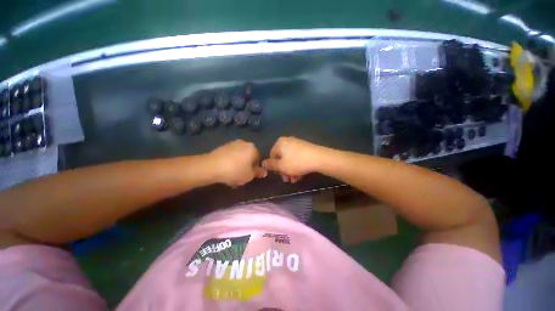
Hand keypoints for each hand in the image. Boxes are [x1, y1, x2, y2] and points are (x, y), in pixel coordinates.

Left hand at [208, 140, 266, 186]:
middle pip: (249, 156)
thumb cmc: (235, 171)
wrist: (211, 166)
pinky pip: (231, 154)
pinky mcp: (223, 146)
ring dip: (238, 163)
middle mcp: (244, 143)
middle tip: (241, 175)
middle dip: (246, 165)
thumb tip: (264, 172)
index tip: (249, 175)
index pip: (258, 159)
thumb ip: (258, 173)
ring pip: (239, 155)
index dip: (254, 168)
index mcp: (253, 148)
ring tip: (232, 173)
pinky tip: (225, 169)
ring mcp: (233, 143)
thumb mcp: (249, 175)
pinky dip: (230, 161)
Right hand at [262, 137, 325, 182]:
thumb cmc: (297, 162)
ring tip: (295, 179)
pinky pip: (297, 157)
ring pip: (290, 159)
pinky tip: (301, 174)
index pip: (272, 156)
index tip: (280, 175)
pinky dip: (297, 166)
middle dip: (284, 171)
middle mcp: (288, 141)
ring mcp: (297, 143)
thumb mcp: (281, 166)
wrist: (319, 158)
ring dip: (291, 170)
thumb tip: (262, 163)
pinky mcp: (305, 147)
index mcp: (280, 143)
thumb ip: (271, 165)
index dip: (275, 167)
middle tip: (288, 180)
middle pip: (282, 158)